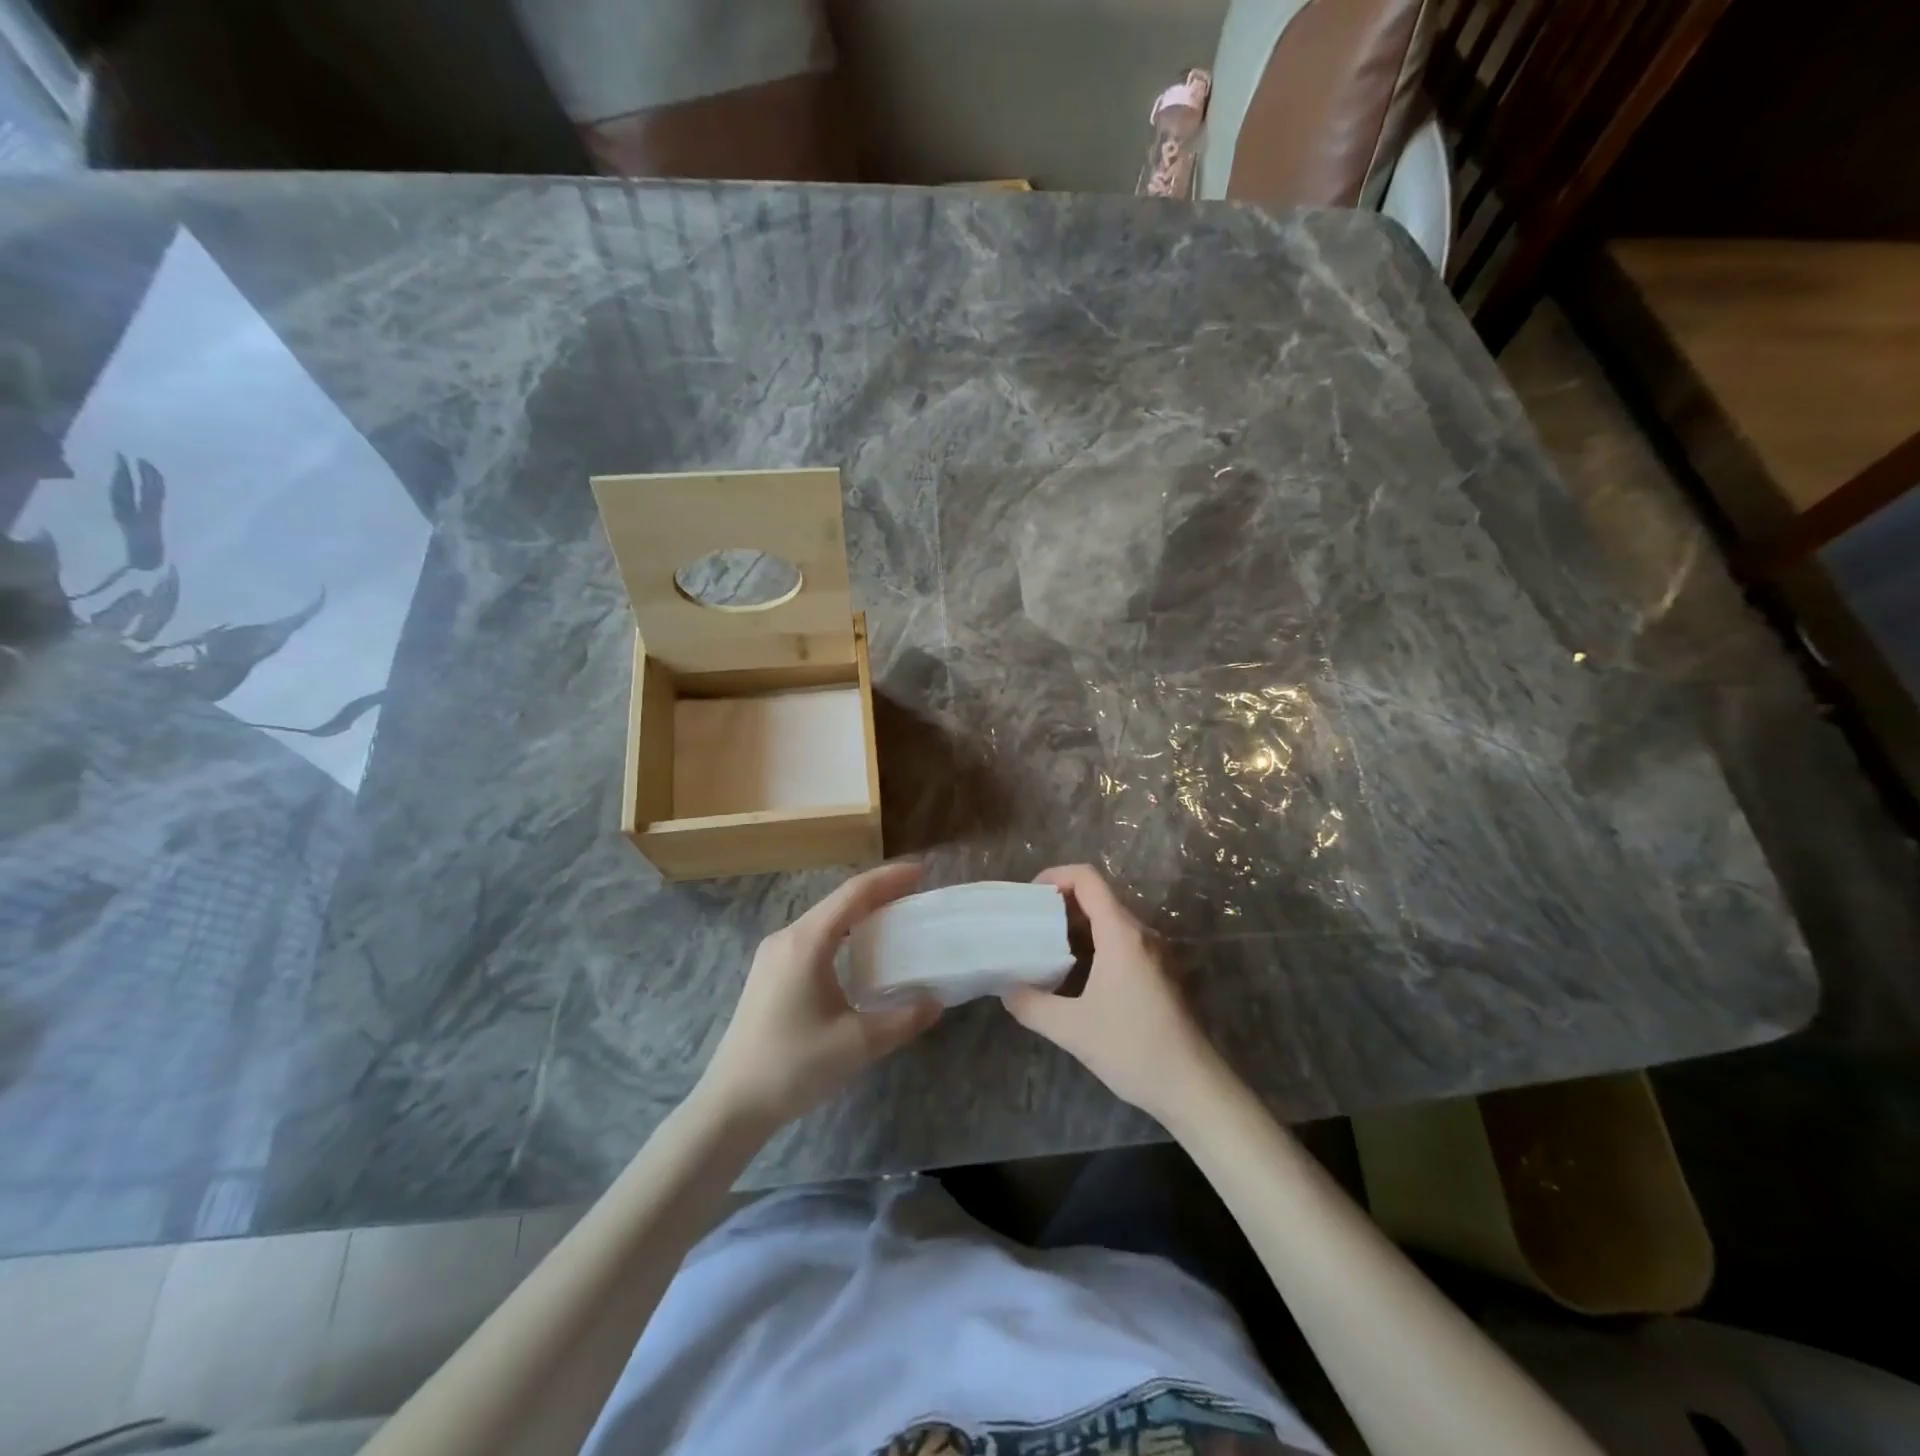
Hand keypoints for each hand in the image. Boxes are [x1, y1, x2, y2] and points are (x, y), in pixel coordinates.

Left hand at [697, 861, 940, 1130]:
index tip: (922, 871)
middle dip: (878, 892)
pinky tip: (858, 950)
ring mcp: (773, 955)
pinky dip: (842, 932)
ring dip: (859, 913)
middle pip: (838, 901)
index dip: (889, 878)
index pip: (854, 894)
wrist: (731, 1105)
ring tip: (894, 915)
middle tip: (915, 893)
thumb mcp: (857, 1044)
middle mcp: (787, 938)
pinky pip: (812, 937)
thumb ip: (903, 1019)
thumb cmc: (793, 1067)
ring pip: (824, 919)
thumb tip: (936, 1001)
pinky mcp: (769, 974)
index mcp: (806, 943)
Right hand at [1001, 864, 1220, 1120]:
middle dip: (1060, 903)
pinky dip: (1093, 944)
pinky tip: (1074, 975)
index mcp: (1121, 934)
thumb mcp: (1072, 1030)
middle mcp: (1141, 934)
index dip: (1056, 875)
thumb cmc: (1133, 1049)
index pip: (1088, 879)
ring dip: (1076, 926)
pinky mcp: (1159, 973)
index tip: (1030, 896)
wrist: (1193, 1087)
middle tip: (1029, 924)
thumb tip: (1006, 989)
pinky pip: (1121, 942)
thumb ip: (1031, 1005)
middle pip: (1098, 897)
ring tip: (1045, 948)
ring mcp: (1154, 953)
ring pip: (1110, 921)